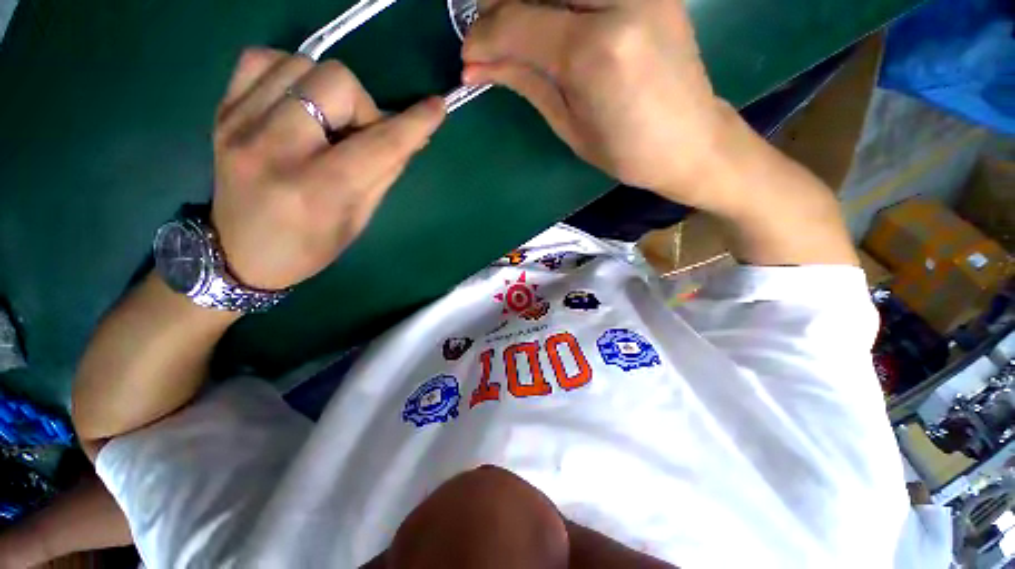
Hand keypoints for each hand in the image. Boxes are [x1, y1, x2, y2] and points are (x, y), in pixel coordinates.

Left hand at [211, 49, 444, 289]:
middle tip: (359, 134)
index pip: (379, 145)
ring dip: (330, 90)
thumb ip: (385, 173)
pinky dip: (290, 72)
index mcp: (317, 189)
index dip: (414, 124)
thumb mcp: (359, 219)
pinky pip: (261, 58)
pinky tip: (296, 99)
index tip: (437, 107)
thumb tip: (412, 138)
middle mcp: (275, 149)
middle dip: (363, 107)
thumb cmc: (310, 247)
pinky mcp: (222, 111)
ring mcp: (240, 124)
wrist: (239, 253)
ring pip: (302, 63)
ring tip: (327, 121)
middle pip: (337, 83)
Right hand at [462, 0, 733, 208]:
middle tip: (488, 38)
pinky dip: (557, 3)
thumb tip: (475, 64)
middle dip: (499, 7)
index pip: (517, 22)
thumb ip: (524, 80)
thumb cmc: (625, 150)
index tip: (469, 56)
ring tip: (516, 33)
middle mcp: (618, 1)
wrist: (689, 140)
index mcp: (594, 52)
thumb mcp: (568, 124)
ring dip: (527, 3)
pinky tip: (549, 21)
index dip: (483, 36)